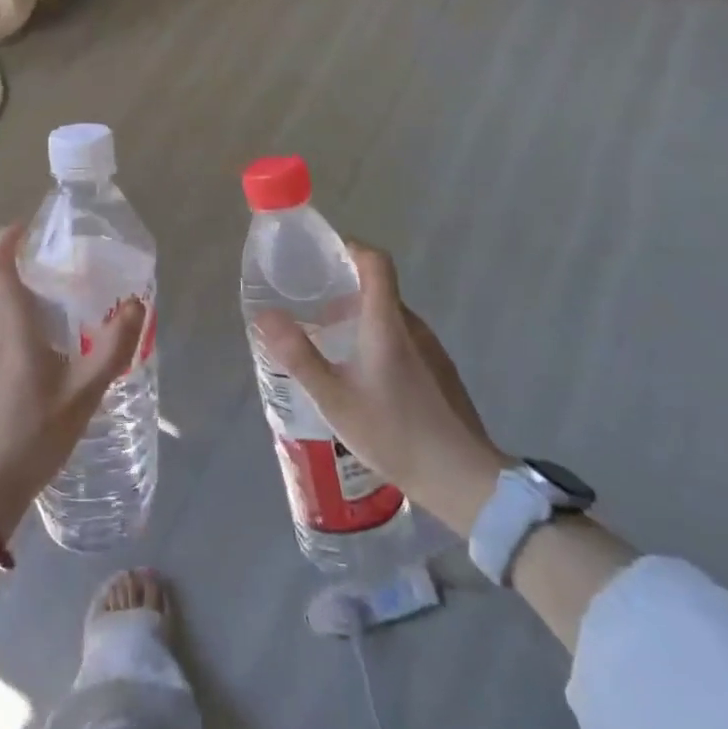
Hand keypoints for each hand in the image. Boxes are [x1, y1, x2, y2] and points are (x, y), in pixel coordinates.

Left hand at [0, 223, 146, 536]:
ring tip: (55, 338)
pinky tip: (30, 377)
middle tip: (64, 291)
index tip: (25, 227)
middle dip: (27, 281)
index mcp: (7, 325)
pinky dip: (8, 342)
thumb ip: (112, 347)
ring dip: (20, 316)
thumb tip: (135, 305)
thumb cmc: (32, 437)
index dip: (8, 238)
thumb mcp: (83, 394)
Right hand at [255, 243, 508, 536]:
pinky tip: (363, 378)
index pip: (376, 262)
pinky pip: (404, 339)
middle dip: (345, 290)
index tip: (322, 258)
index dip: (351, 249)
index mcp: (387, 324)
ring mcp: (432, 350)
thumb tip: (265, 314)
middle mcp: (413, 327)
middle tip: (313, 311)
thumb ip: (298, 355)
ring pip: (391, 317)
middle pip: (380, 288)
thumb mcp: (333, 398)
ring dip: (361, 318)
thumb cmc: (392, 433)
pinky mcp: (440, 372)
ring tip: (332, 347)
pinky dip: (378, 340)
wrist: (463, 479)